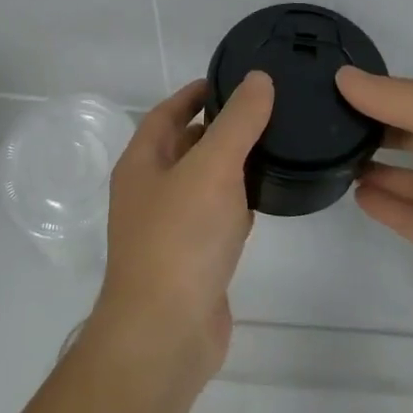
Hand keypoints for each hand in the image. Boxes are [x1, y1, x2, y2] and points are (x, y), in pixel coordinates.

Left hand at [87, 72, 274, 390]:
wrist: (166, 334)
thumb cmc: (181, 239)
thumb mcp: (212, 167)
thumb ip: (238, 122)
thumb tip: (258, 78)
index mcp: (142, 163)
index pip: (166, 113)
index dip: (194, 93)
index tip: (229, 79)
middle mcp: (149, 192)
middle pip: (183, 146)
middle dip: (217, 127)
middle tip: (262, 111)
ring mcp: (168, 229)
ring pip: (202, 184)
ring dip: (229, 165)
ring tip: (270, 147)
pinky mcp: (191, 261)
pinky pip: (214, 219)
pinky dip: (235, 204)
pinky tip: (262, 201)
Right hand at [337, 68, 412, 333]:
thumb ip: (393, 99)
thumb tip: (343, 76)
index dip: (380, 89)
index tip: (336, 84)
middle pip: (409, 134)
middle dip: (373, 126)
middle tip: (325, 121)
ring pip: (405, 176)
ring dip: (373, 165)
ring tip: (332, 156)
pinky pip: (405, 214)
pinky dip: (382, 203)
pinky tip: (355, 193)